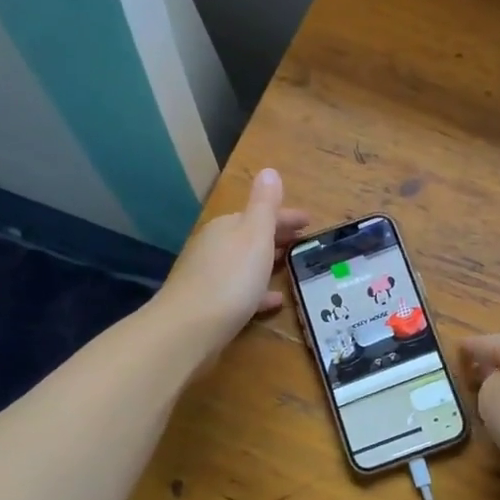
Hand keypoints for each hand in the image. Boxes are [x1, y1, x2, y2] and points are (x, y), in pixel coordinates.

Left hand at [158, 168, 309, 353]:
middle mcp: (215, 246)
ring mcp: (208, 275)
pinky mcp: (208, 304)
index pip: (262, 214)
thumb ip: (265, 205)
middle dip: (277, 237)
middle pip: (251, 236)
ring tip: (291, 268)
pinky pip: (239, 290)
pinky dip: (257, 290)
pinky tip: (273, 301)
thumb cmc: (230, 278)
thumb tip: (269, 170)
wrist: (188, 329)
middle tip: (304, 243)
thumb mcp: (255, 235)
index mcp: (228, 226)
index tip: (311, 223)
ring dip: (267, 262)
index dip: (288, 217)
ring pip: (245, 263)